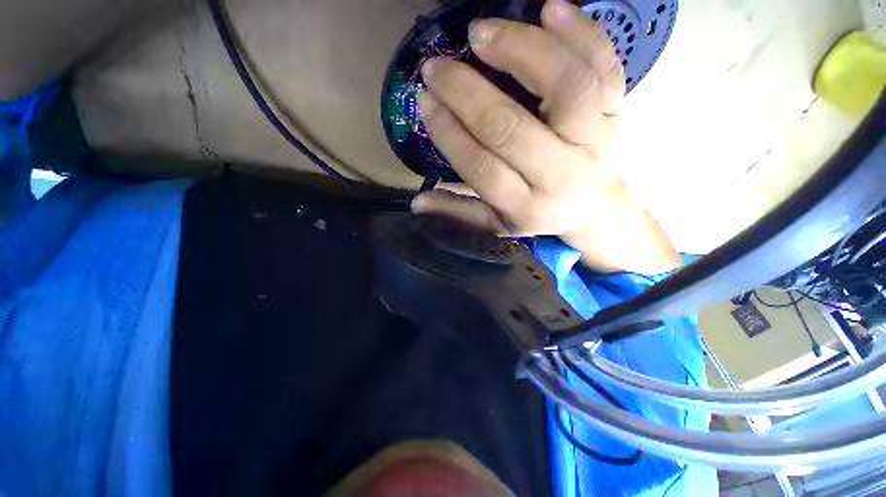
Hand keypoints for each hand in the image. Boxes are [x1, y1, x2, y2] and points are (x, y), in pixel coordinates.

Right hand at [412, 0, 679, 275]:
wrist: (593, 208)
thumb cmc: (537, 215)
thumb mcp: (496, 225)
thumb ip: (458, 214)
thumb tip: (417, 203)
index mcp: (525, 207)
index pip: (481, 168)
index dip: (449, 132)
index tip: (425, 101)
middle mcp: (558, 176)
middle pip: (511, 128)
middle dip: (467, 93)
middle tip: (437, 67)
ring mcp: (593, 142)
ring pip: (566, 89)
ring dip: (522, 51)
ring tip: (483, 33)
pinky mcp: (615, 114)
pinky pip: (606, 68)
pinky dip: (582, 32)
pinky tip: (550, 9)